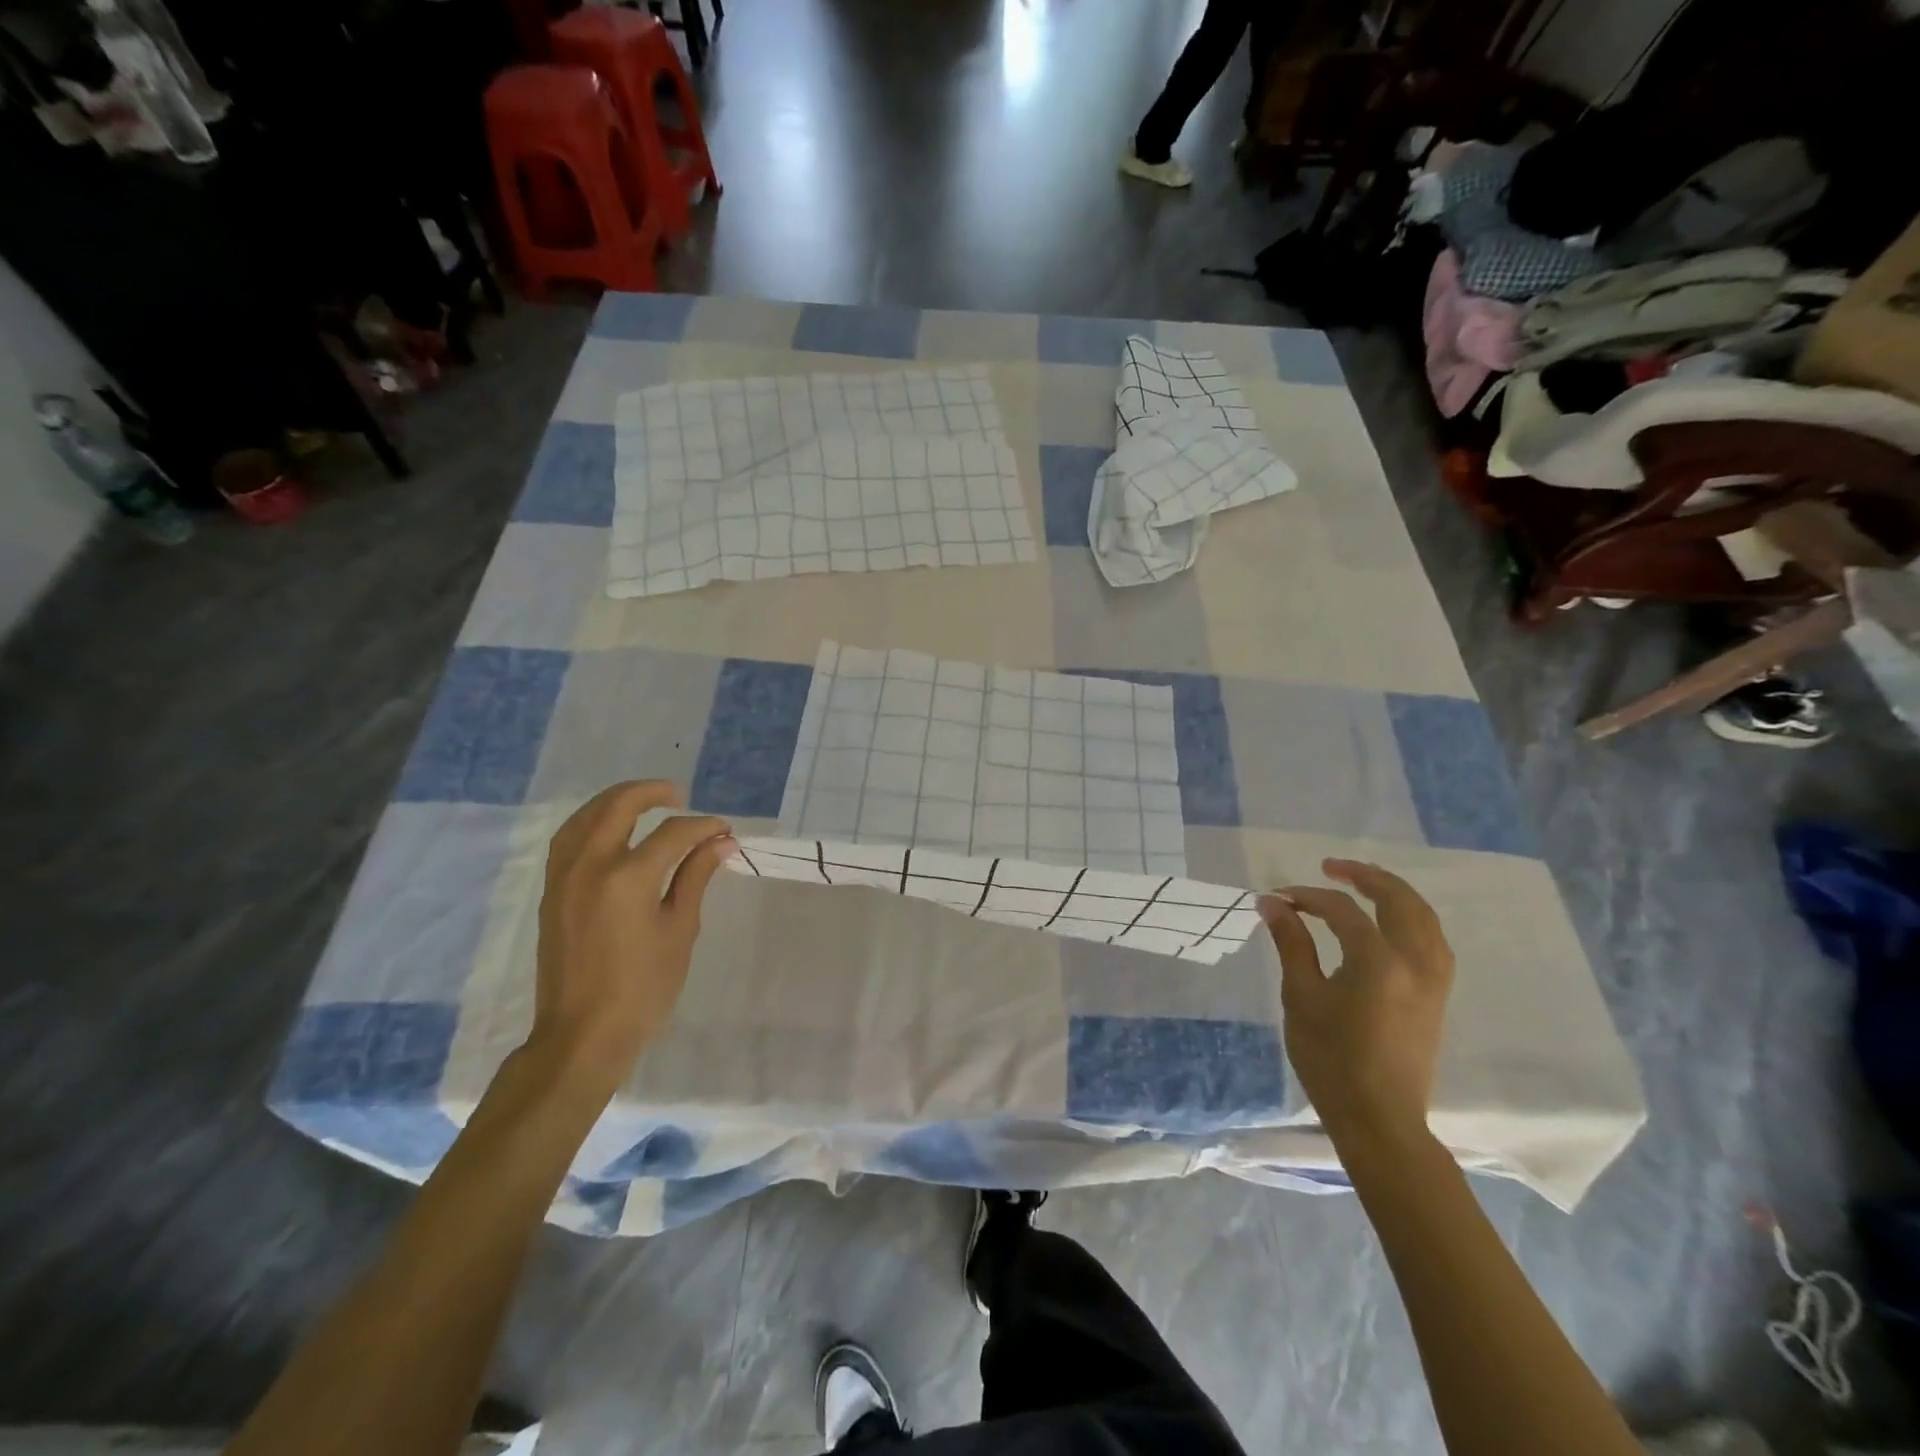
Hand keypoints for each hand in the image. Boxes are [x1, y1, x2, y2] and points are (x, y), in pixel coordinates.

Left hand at [527, 780, 732, 1091]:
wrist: (583, 1035)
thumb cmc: (643, 988)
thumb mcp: (680, 930)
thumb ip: (696, 877)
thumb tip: (720, 842)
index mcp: (628, 878)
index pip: (672, 833)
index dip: (703, 827)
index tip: (725, 831)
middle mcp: (590, 866)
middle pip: (618, 807)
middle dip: (652, 793)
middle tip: (680, 796)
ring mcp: (564, 878)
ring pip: (585, 817)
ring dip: (615, 801)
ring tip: (644, 801)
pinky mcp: (551, 892)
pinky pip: (568, 839)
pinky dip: (591, 822)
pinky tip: (610, 829)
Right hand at [1260, 859, 1454, 1146]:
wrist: (1379, 1119)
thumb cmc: (1331, 1060)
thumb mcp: (1301, 997)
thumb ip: (1292, 944)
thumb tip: (1273, 903)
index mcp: (1378, 962)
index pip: (1342, 910)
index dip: (1308, 897)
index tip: (1278, 899)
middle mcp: (1415, 962)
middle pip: (1398, 900)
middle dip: (1364, 876)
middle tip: (1330, 868)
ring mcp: (1434, 979)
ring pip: (1423, 917)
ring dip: (1393, 893)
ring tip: (1361, 885)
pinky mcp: (1439, 995)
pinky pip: (1432, 938)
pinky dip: (1410, 917)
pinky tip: (1388, 922)